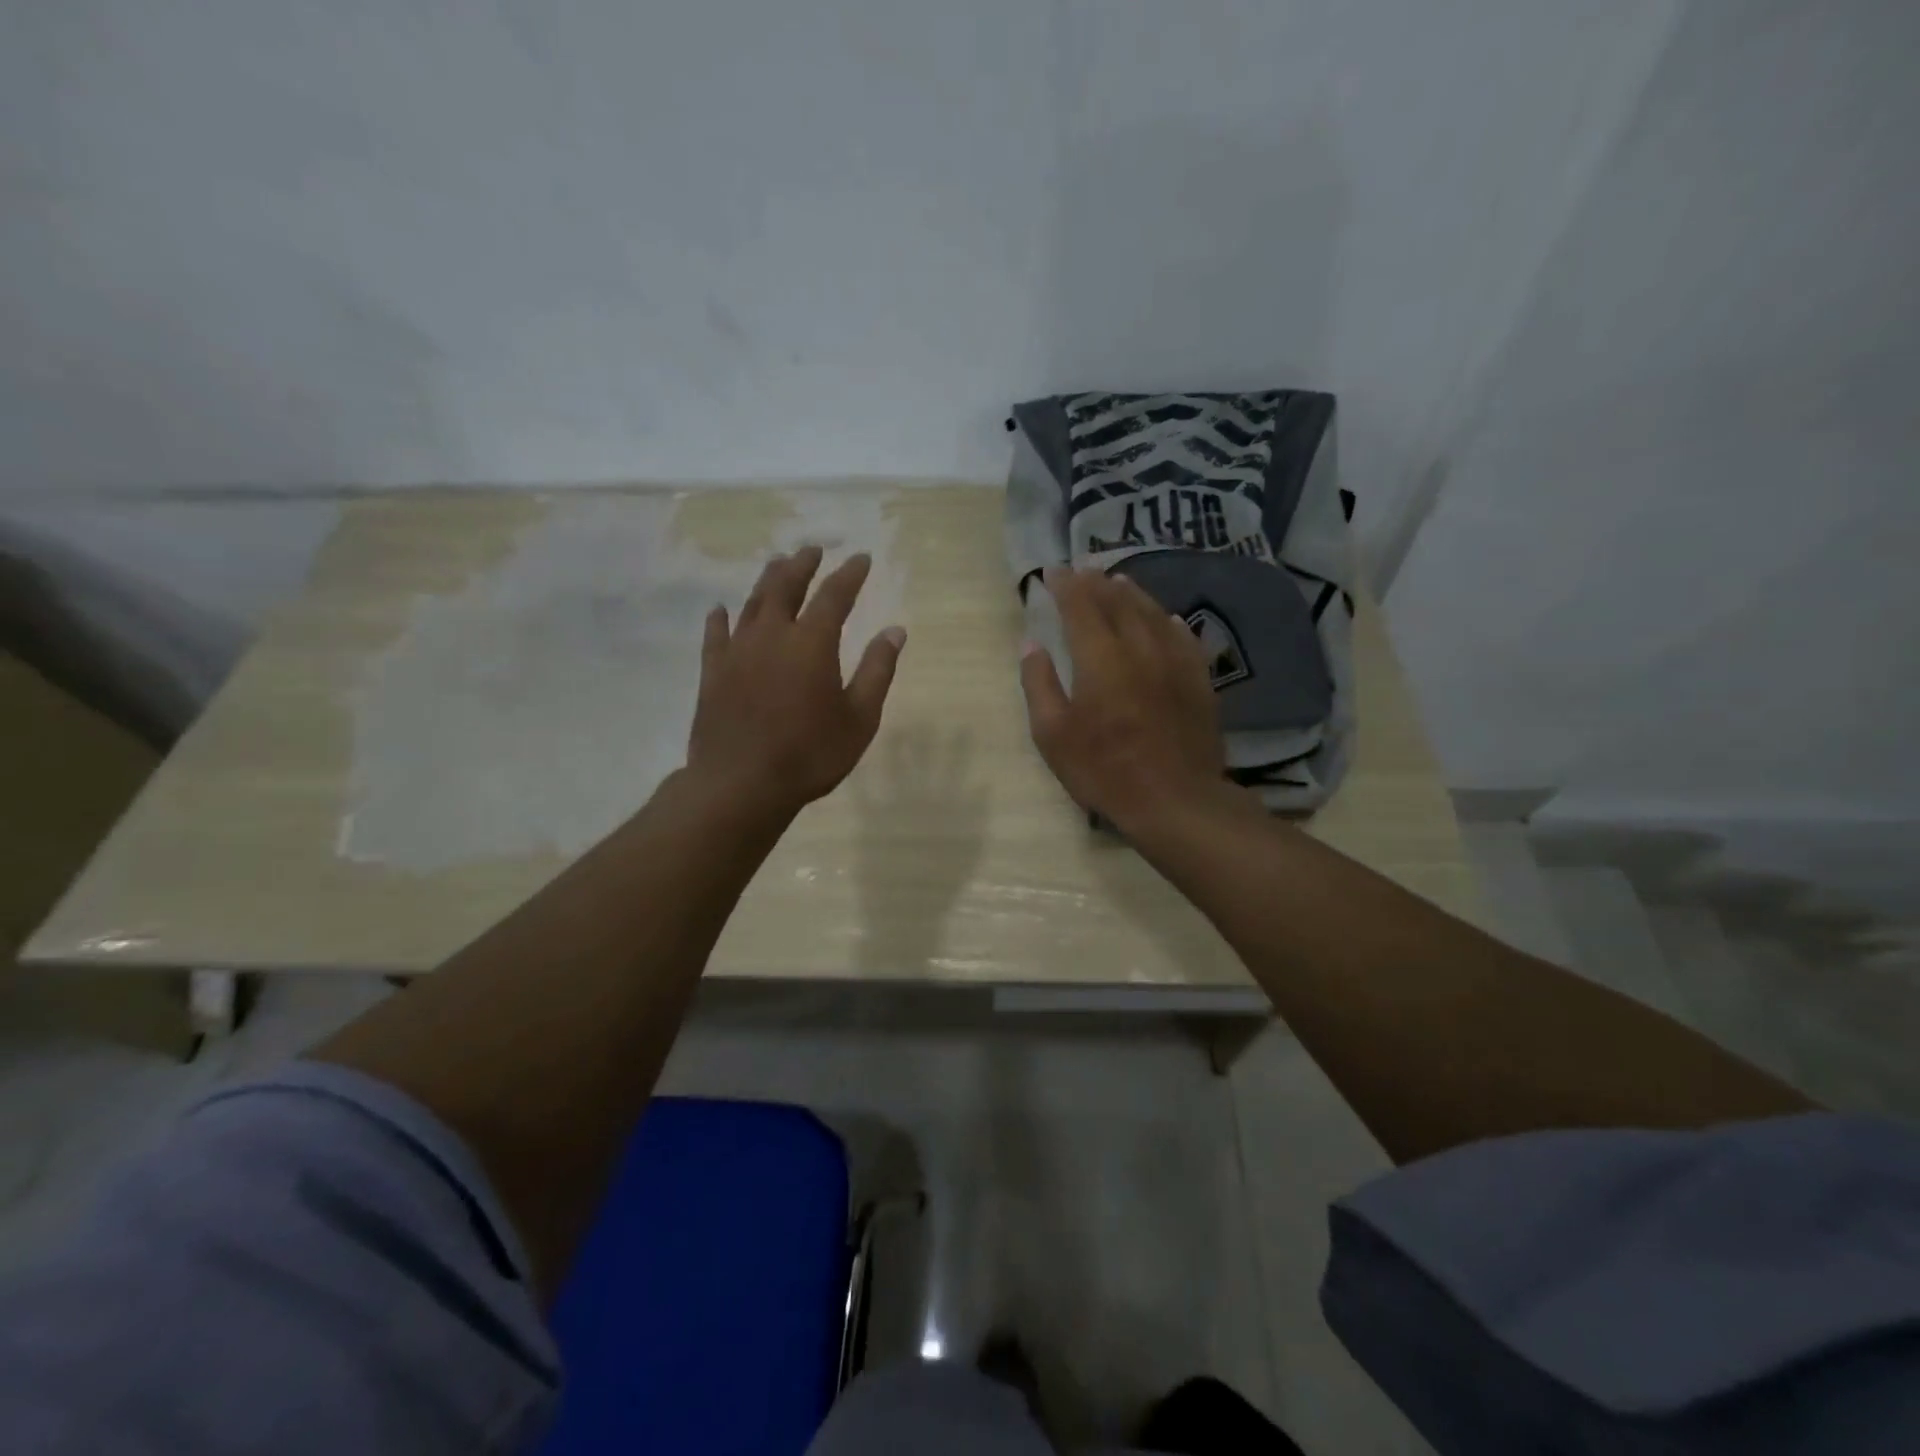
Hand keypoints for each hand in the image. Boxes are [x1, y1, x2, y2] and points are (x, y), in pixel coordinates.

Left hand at [687, 545, 905, 818]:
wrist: (741, 784)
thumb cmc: (810, 754)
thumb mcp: (859, 718)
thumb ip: (877, 671)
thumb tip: (895, 630)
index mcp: (812, 642)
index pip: (834, 595)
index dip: (849, 574)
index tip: (861, 558)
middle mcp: (773, 635)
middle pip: (786, 587)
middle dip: (802, 565)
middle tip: (812, 550)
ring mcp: (737, 651)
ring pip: (752, 603)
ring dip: (767, 580)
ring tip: (777, 564)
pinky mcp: (712, 672)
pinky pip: (716, 635)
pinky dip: (720, 618)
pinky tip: (721, 610)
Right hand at [1019, 567, 1227, 826]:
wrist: (1175, 799)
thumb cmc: (1104, 770)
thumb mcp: (1053, 735)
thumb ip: (1038, 684)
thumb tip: (1031, 644)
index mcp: (1100, 657)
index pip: (1080, 605)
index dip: (1065, 585)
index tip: (1053, 572)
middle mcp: (1139, 646)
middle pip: (1117, 601)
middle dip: (1096, 582)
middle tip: (1083, 569)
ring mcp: (1175, 661)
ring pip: (1153, 612)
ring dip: (1132, 593)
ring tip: (1118, 582)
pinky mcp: (1199, 679)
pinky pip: (1183, 636)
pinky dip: (1168, 620)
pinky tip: (1166, 618)